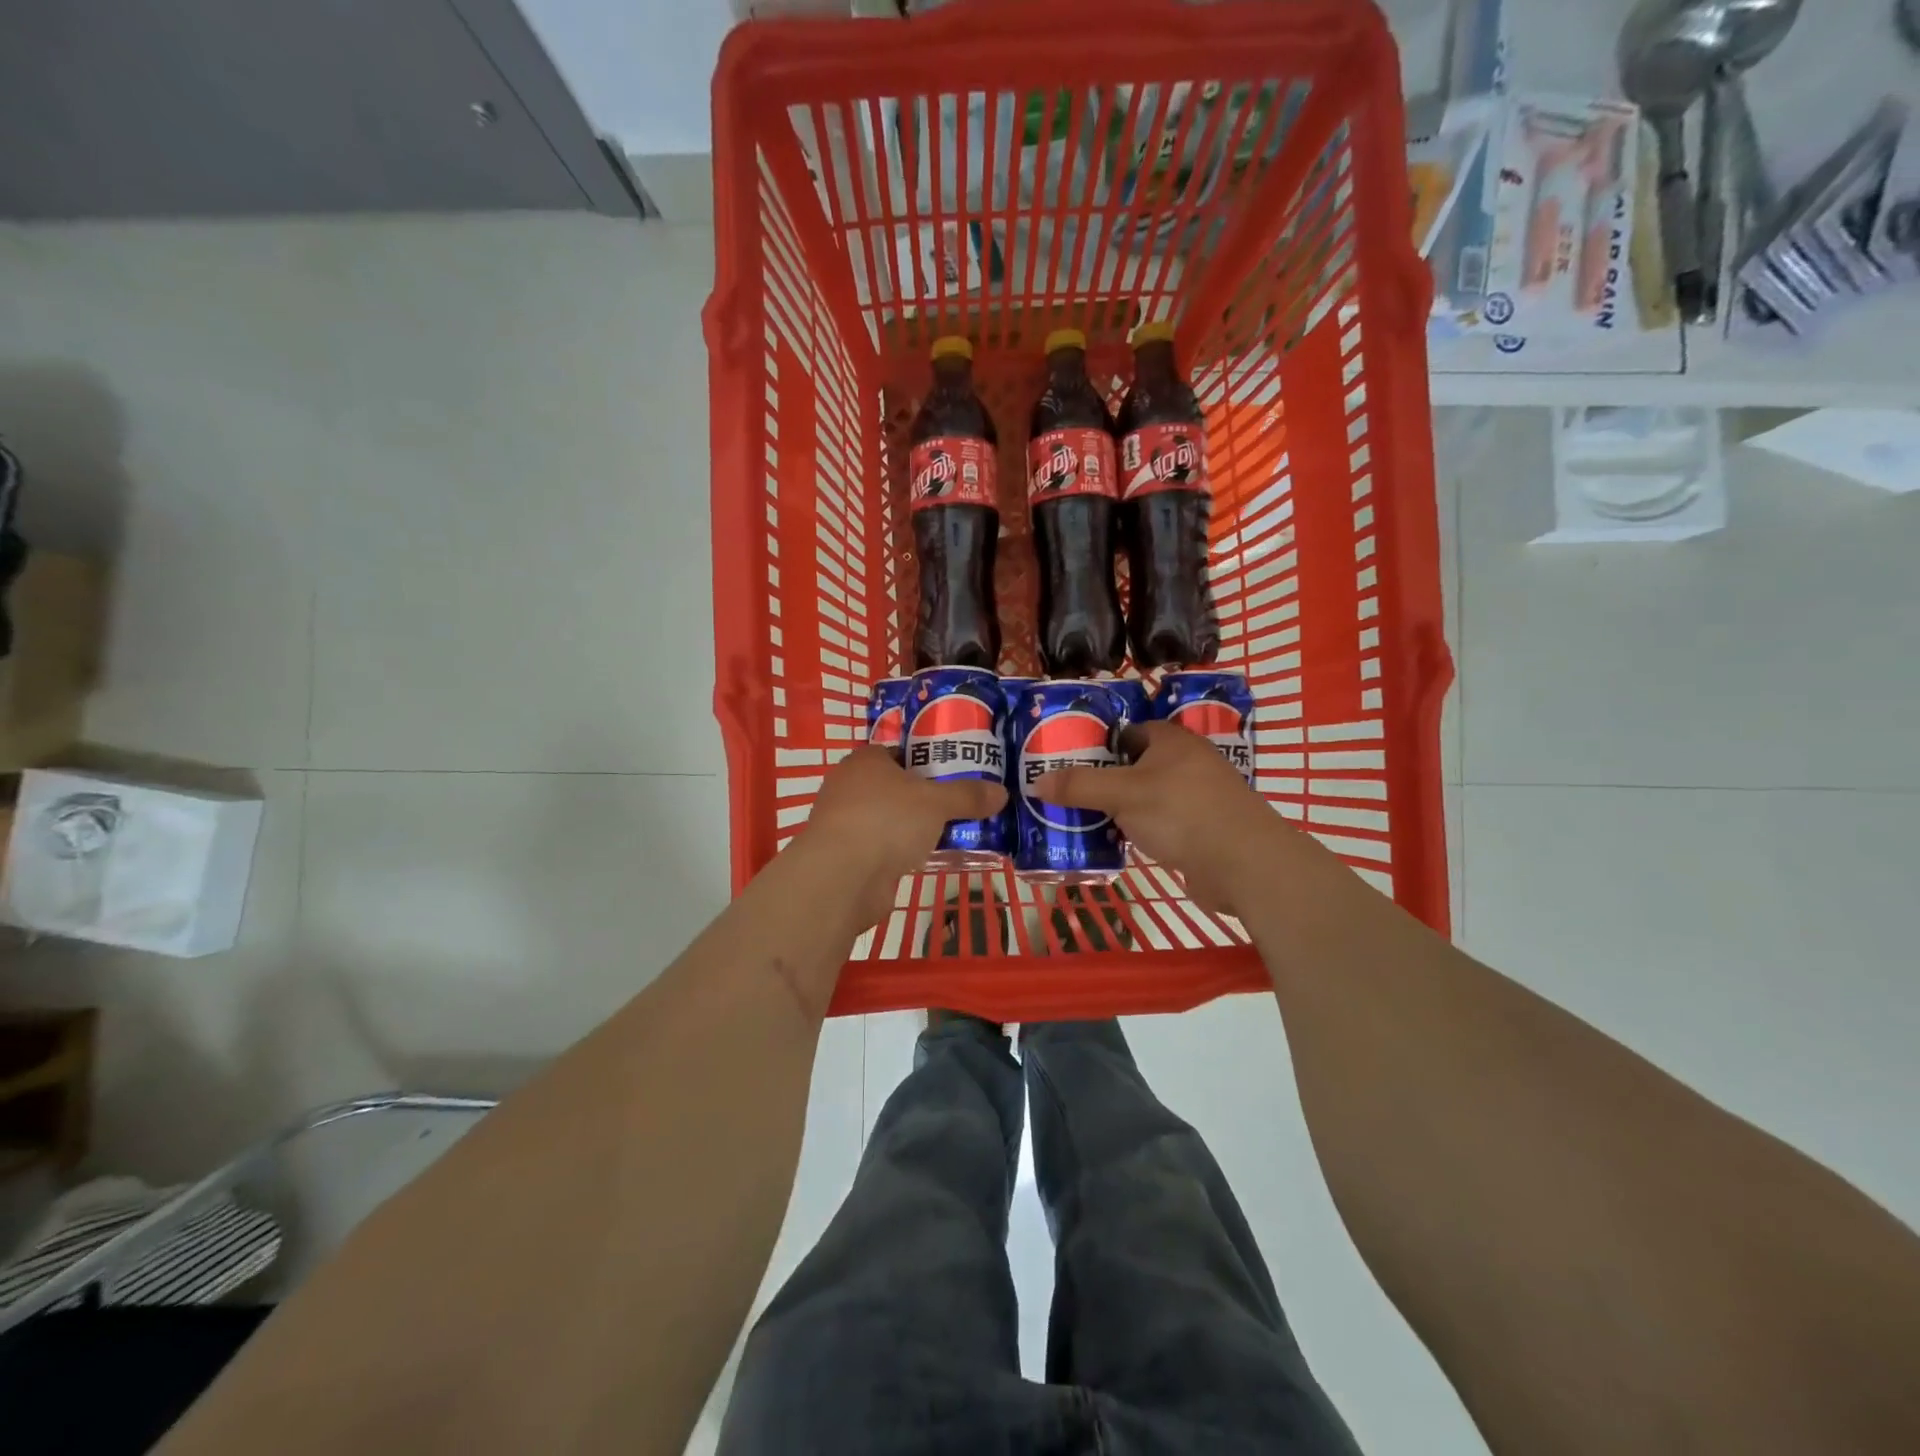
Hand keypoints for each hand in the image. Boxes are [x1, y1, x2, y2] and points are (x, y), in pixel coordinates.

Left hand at [799, 748, 1005, 927]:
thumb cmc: (887, 821)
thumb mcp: (937, 803)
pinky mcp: (843, 855)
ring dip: (908, 826)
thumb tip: (1002, 792)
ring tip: (945, 833)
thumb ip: (968, 796)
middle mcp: (848, 786)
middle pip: (891, 786)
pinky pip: (878, 846)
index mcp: (865, 760)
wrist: (841, 877)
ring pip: (885, 818)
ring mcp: (842, 822)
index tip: (951, 773)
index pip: (897, 752)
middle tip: (954, 805)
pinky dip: (896, 851)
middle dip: (920, 796)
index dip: (924, 760)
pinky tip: (921, 859)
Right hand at [1032, 720, 1290, 915]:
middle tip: (1067, 794)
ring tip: (1081, 820)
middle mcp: (1187, 763)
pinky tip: (1116, 844)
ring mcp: (1197, 798)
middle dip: (1103, 780)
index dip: (1098, 744)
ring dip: (1119, 809)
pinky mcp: (1202, 830)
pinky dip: (1139, 831)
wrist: (1244, 864)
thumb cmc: (1182, 813)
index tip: (1067, 761)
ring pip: (1147, 798)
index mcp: (1171, 741)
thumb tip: (1036, 782)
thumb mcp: (1122, 794)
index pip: (1128, 732)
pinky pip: (1160, 824)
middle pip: (1135, 766)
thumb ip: (1079, 786)